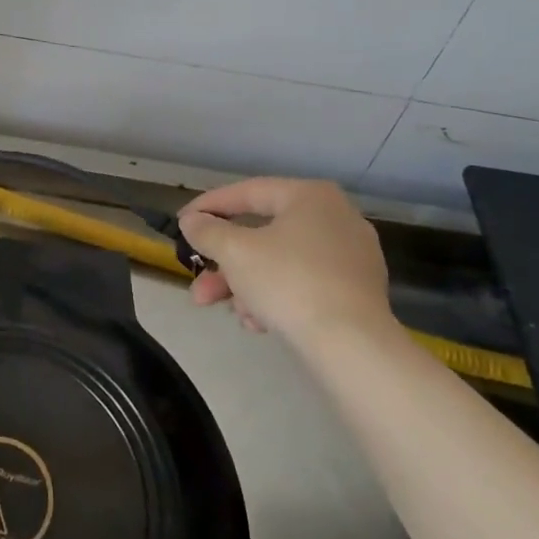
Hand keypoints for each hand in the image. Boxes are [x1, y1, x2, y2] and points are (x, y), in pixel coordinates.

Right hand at [176, 178, 392, 341]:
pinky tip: (258, 324)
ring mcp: (351, 257)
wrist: (353, 346)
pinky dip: (275, 297)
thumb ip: (207, 231)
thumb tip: (191, 221)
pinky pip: (303, 284)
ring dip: (245, 285)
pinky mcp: (356, 292)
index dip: (209, 206)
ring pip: (280, 262)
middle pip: (263, 233)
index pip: (248, 192)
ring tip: (229, 312)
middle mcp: (336, 218)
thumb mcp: (235, 252)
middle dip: (224, 263)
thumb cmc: (289, 282)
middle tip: (197, 282)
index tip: (182, 223)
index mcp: (310, 196)